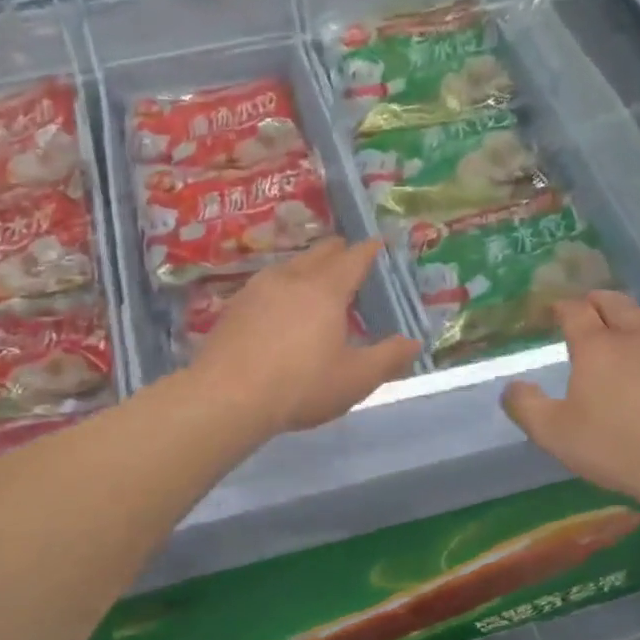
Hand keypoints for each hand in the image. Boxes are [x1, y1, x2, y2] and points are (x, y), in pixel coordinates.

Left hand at [189, 238, 422, 437]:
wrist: (227, 397)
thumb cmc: (300, 386)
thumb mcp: (355, 379)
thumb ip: (388, 358)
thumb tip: (413, 343)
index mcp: (325, 290)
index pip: (353, 259)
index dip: (368, 250)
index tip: (378, 242)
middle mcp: (291, 279)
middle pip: (318, 254)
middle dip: (337, 251)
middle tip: (347, 253)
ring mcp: (257, 290)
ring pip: (288, 266)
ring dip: (306, 266)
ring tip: (313, 277)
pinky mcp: (233, 307)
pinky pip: (265, 285)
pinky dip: (281, 286)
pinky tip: (277, 304)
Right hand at [502, 291, 639, 502]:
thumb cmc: (615, 446)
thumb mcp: (553, 433)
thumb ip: (525, 406)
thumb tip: (513, 386)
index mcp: (597, 346)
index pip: (576, 311)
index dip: (561, 307)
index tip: (552, 310)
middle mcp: (634, 337)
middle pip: (615, 303)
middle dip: (596, 301)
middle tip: (585, 307)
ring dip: (629, 313)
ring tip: (621, 322)